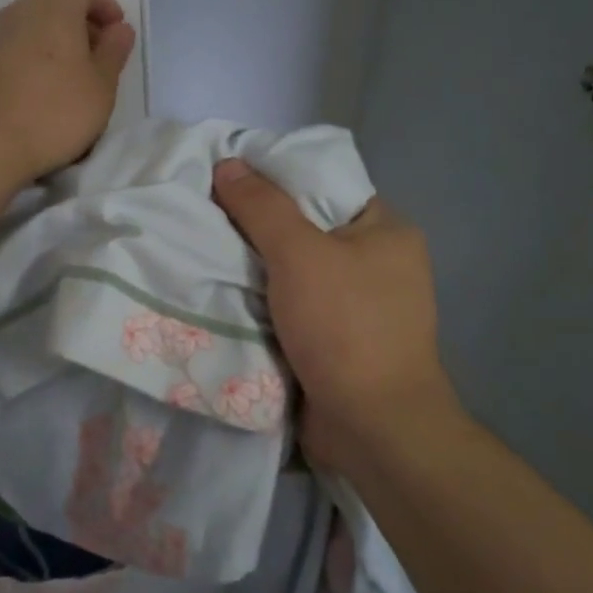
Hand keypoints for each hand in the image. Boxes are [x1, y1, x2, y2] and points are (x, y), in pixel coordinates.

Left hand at [0, 0, 136, 189]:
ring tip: (70, 76)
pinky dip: (32, 56)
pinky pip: (13, 46)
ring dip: (54, 41)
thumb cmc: (54, 112)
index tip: (118, 31)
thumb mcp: (101, 86)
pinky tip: (39, 88)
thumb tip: (120, 29)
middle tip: (98, 55)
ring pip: (31, 25)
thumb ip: (114, 52)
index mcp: (54, 8)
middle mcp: (19, 11)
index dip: (104, 5)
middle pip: (54, 3)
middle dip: (80, 23)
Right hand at [212, 159, 461, 472]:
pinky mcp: (340, 341)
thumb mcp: (299, 253)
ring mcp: (361, 306)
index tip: (228, 178)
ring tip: (206, 249)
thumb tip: (227, 164)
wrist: (372, 428)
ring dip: (256, 269)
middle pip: (307, 227)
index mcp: (386, 229)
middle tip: (209, 214)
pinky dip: (265, 303)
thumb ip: (262, 206)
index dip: (276, 177)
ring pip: (296, 271)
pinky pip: (294, 307)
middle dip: (258, 227)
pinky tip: (225, 293)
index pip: (325, 184)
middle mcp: (379, 262)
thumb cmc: (345, 327)